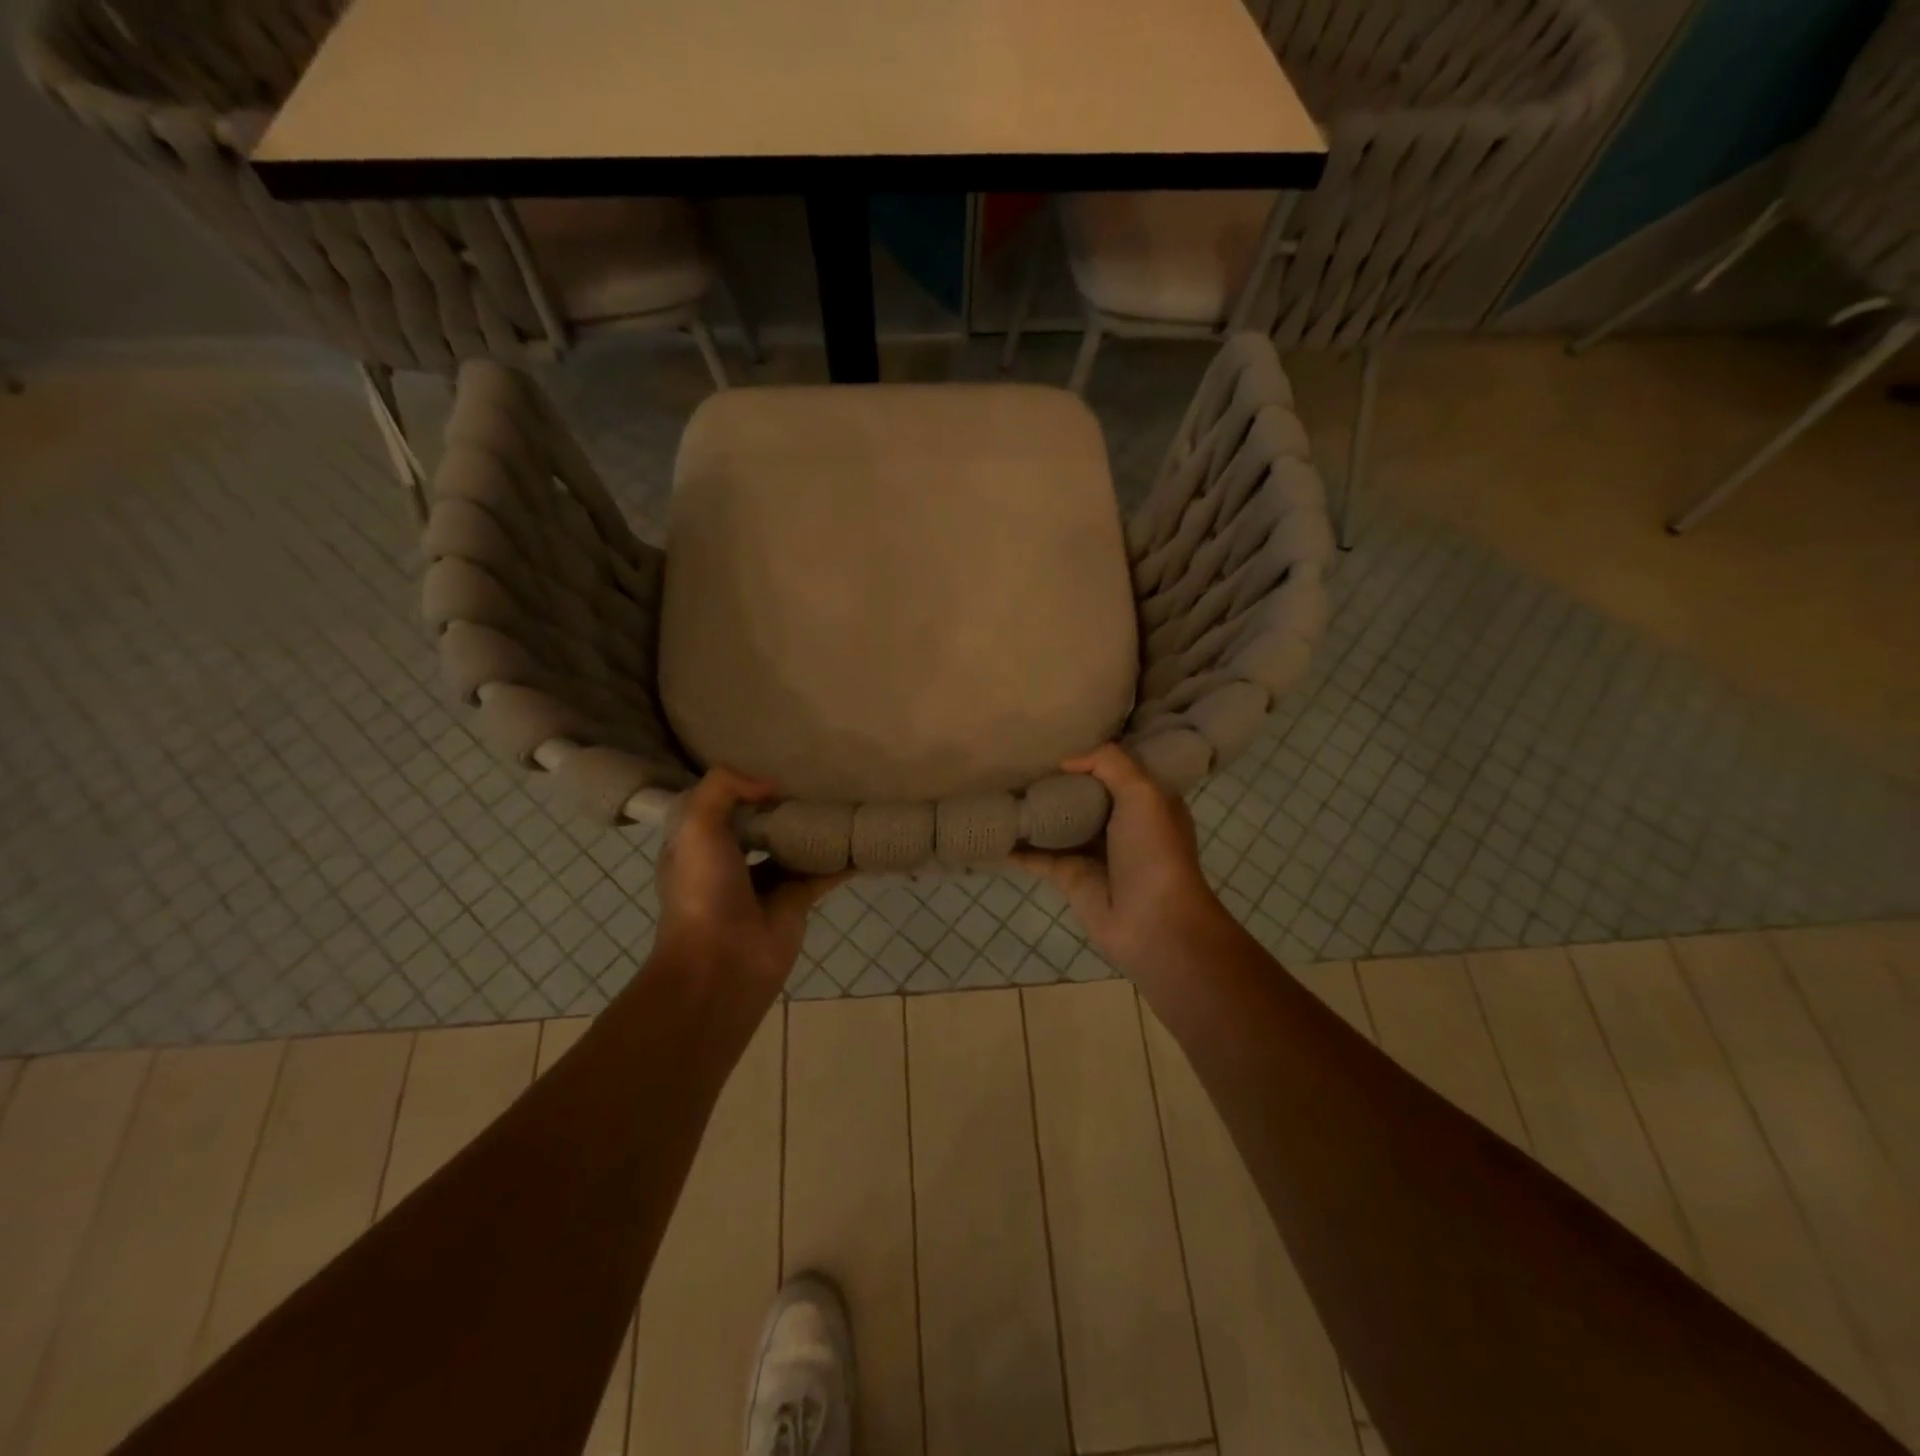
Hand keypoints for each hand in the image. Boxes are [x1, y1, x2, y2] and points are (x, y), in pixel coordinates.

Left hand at [652, 768, 844, 1002]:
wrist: (722, 962)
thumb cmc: (702, 890)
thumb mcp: (696, 826)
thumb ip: (723, 788)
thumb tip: (769, 785)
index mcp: (698, 845)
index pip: (717, 807)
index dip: (739, 788)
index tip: (768, 769)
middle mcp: (730, 862)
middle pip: (760, 825)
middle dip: (781, 806)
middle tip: (813, 781)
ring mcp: (765, 884)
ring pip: (793, 847)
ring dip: (814, 829)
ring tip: (842, 801)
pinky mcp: (796, 902)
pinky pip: (823, 873)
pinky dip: (843, 859)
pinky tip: (862, 839)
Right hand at [1015, 744, 1231, 983]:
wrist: (1153, 922)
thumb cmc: (1154, 850)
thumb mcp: (1143, 791)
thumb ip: (1108, 763)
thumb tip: (1066, 761)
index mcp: (1148, 801)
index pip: (1119, 768)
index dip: (1095, 753)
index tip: (1064, 733)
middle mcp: (1121, 823)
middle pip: (1084, 794)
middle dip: (1058, 778)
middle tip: (1021, 755)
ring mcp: (1093, 851)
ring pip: (1058, 823)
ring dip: (1034, 809)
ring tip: (999, 784)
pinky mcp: (1069, 876)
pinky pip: (1037, 855)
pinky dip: (1016, 846)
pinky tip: (993, 828)